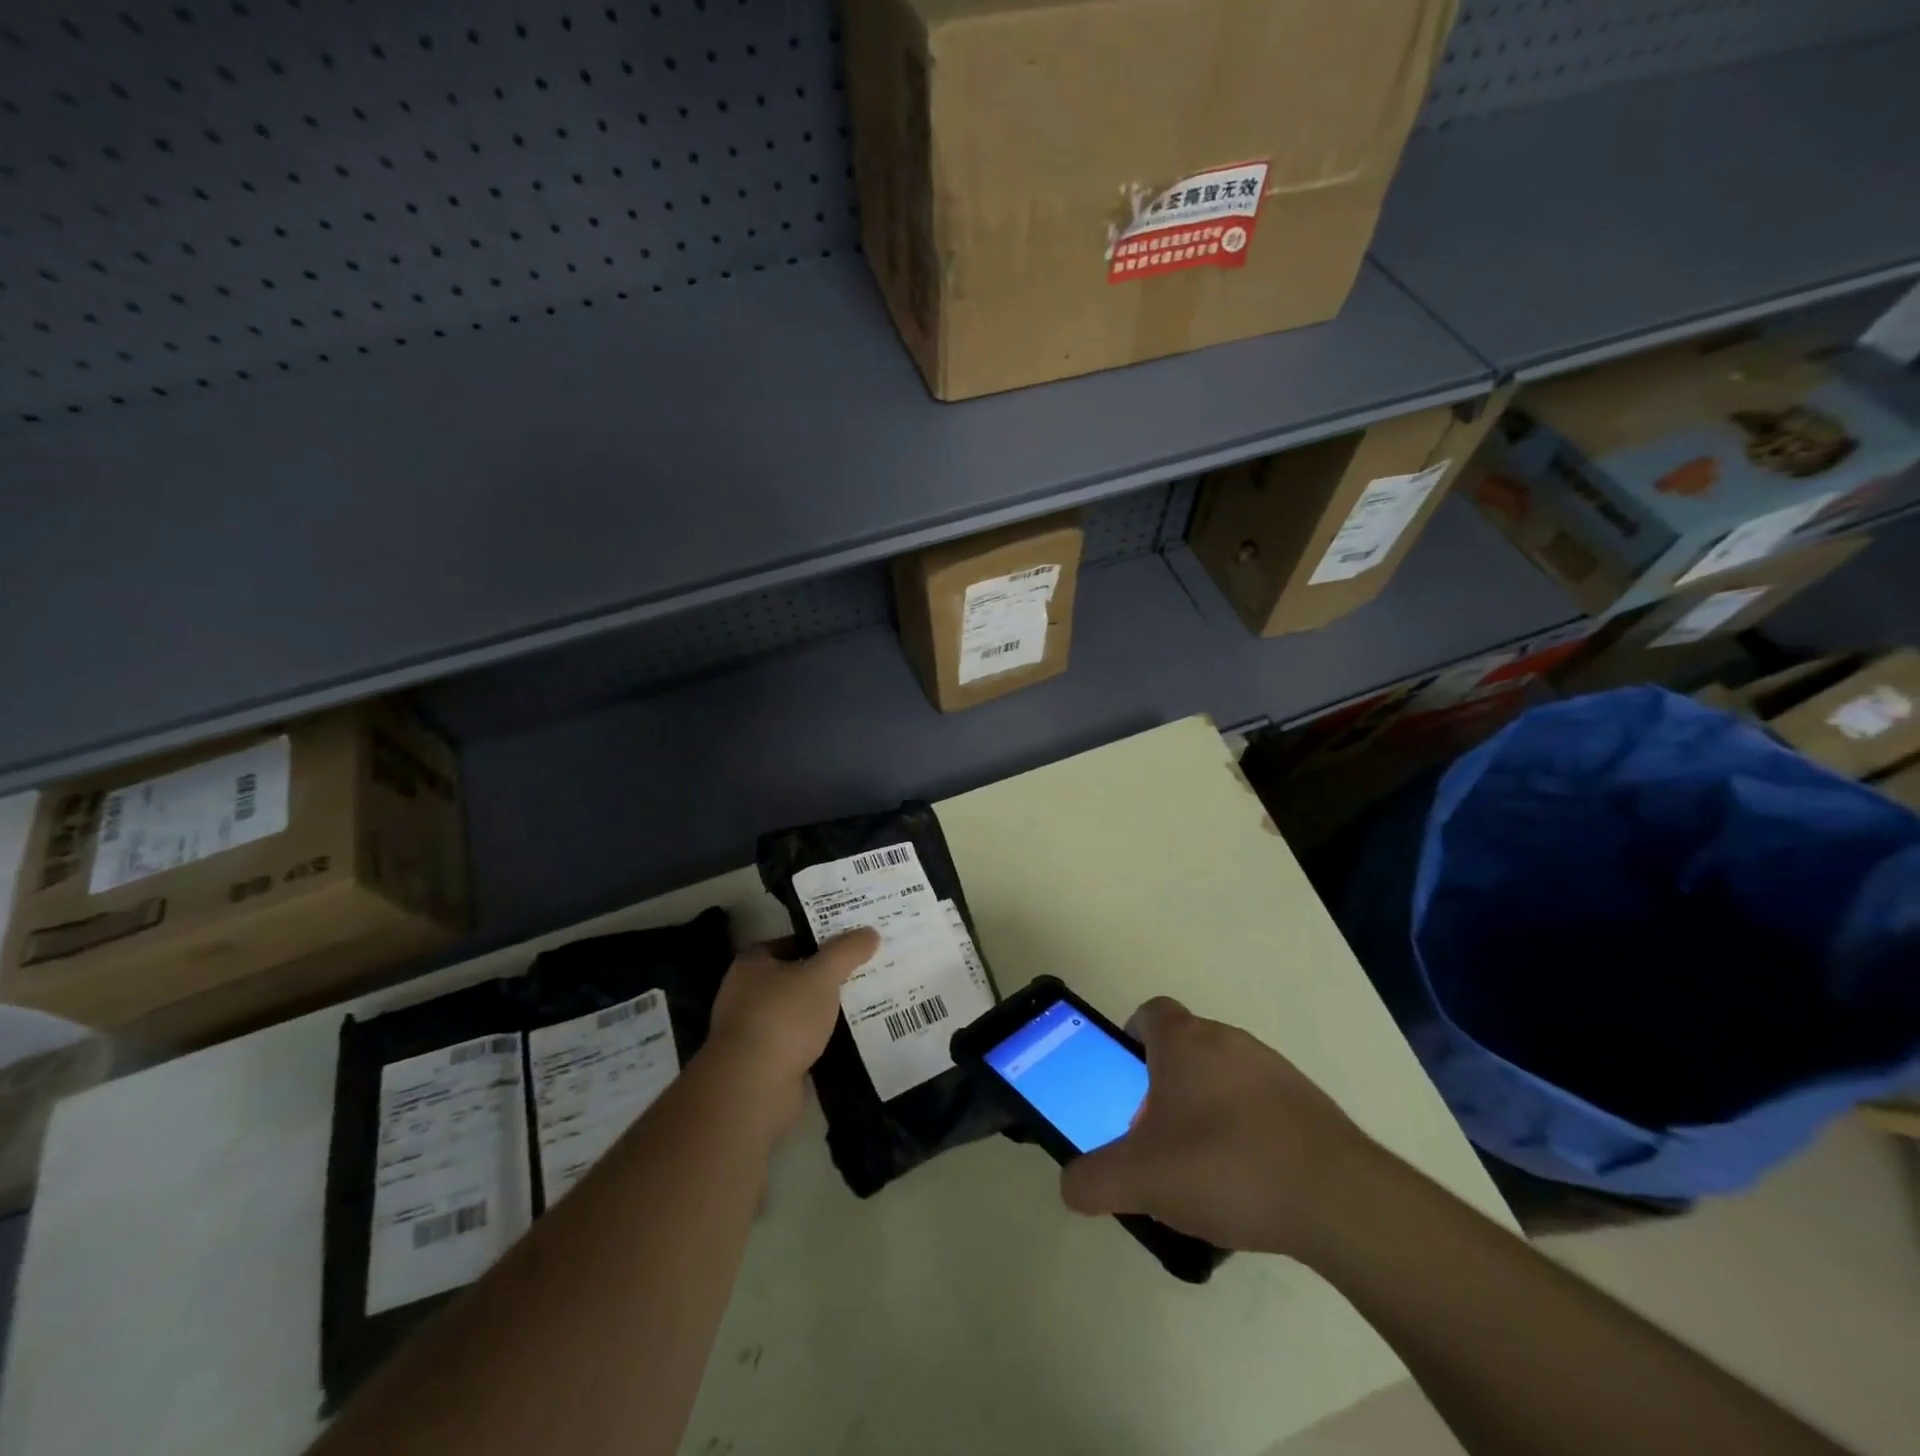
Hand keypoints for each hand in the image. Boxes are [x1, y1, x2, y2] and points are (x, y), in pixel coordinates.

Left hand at [704, 929, 878, 1133]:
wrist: (753, 1087)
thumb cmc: (783, 1017)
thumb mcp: (822, 975)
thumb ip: (846, 951)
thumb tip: (870, 932)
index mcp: (752, 964)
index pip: (790, 942)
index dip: (820, 941)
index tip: (851, 945)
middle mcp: (745, 994)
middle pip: (794, 978)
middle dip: (825, 978)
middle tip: (864, 973)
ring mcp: (752, 1031)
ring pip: (797, 1013)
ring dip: (823, 1013)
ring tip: (863, 1006)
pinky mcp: (763, 1064)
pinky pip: (798, 1043)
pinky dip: (818, 1042)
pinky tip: (847, 1041)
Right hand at [1059, 997, 1377, 1259]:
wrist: (1337, 1199)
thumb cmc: (1224, 1167)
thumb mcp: (1140, 1180)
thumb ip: (1093, 1181)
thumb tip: (1072, 1185)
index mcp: (1184, 1042)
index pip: (1150, 1013)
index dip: (1132, 1037)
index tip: (1127, 1077)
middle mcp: (1228, 1041)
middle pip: (1185, 1047)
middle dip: (1165, 1084)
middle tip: (1157, 1135)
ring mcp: (1273, 1069)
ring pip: (1224, 1076)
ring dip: (1207, 1108)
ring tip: (1203, 1168)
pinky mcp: (1308, 1103)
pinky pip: (1261, 1105)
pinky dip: (1246, 1130)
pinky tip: (1248, 1183)